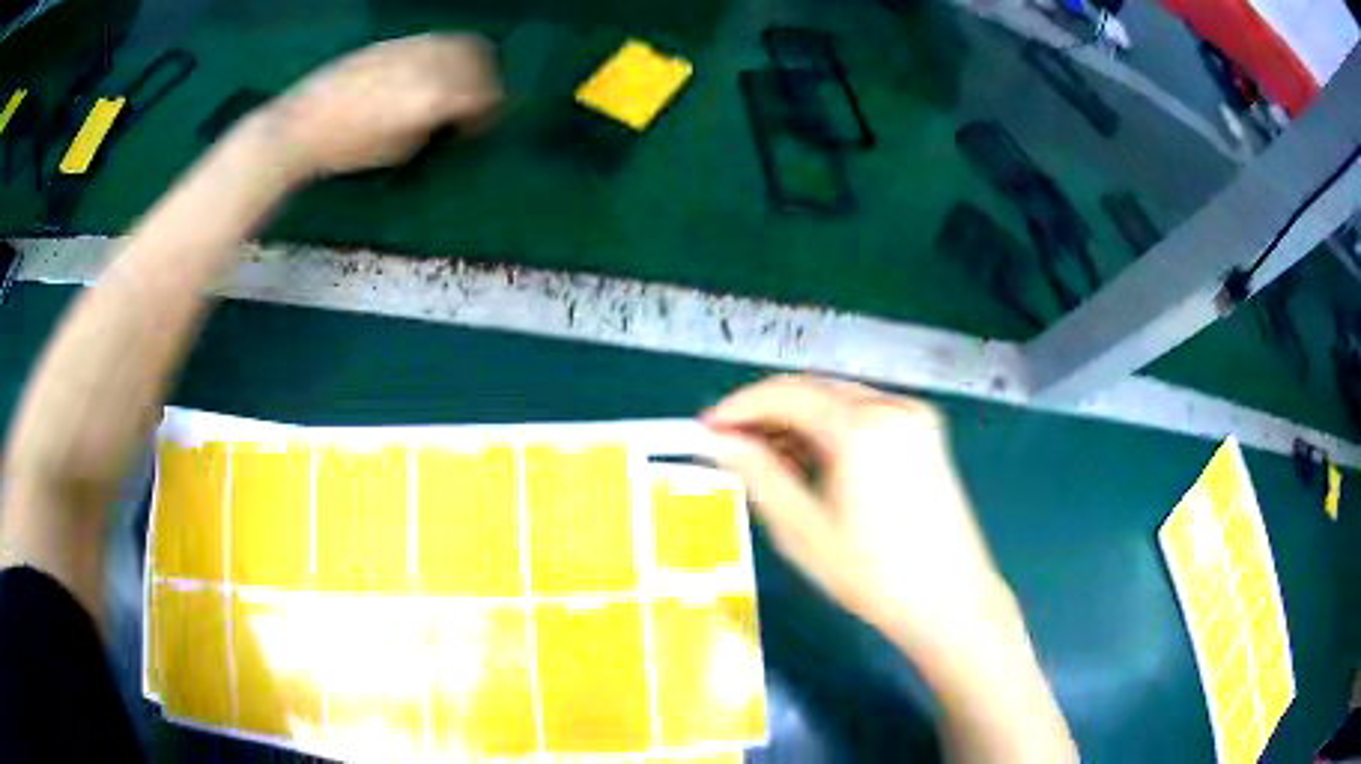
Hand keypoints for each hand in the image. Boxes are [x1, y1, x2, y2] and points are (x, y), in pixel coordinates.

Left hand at [255, 33, 501, 179]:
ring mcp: (409, 47)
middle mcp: (427, 63)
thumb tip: (451, 113)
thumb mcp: (401, 148)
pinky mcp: (392, 41)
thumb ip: (434, 124)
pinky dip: (444, 53)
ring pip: (459, 42)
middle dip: (488, 77)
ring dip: (470, 59)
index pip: (485, 92)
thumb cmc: (347, 149)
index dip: (492, 108)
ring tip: (459, 81)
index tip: (482, 122)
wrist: (300, 125)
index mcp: (433, 97)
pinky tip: (431, 70)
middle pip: (479, 57)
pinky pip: (434, 40)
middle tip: (479, 98)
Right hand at [704, 375, 1016, 652]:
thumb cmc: (875, 576)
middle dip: (766, 412)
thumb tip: (720, 443)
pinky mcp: (926, 433)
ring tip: (765, 459)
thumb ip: (758, 475)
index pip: (785, 394)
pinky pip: (865, 414)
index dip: (739, 407)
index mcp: (862, 426)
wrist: (951, 602)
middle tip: (729, 445)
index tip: (706, 430)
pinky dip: (830, 429)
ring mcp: (915, 416)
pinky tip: (810, 461)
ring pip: (839, 400)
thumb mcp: (804, 531)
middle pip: (813, 389)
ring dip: (797, 420)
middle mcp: (892, 405)